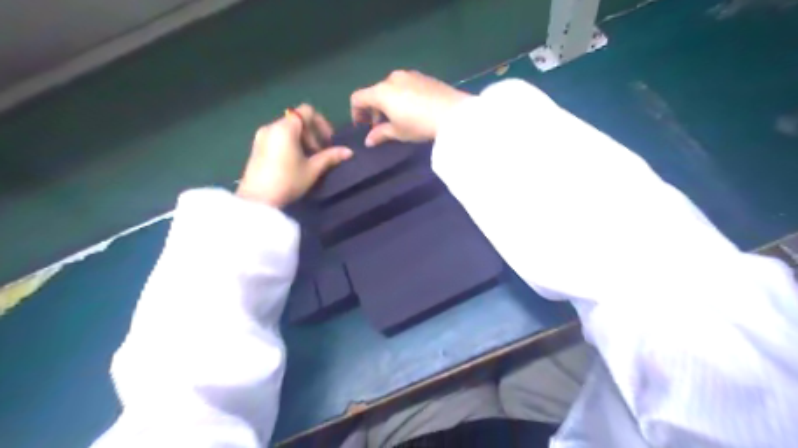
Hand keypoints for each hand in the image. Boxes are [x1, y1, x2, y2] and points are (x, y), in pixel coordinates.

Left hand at [235, 105, 350, 208]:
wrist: (258, 200)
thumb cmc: (288, 181)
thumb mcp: (312, 169)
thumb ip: (330, 156)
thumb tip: (348, 152)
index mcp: (285, 128)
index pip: (307, 111)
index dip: (322, 123)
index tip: (328, 141)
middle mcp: (271, 126)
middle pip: (297, 120)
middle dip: (312, 134)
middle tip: (320, 154)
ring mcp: (261, 136)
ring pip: (288, 129)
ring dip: (302, 140)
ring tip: (308, 160)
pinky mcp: (256, 147)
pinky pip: (278, 137)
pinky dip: (290, 144)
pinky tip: (294, 163)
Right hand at [350, 69, 472, 144]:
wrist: (453, 113)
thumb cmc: (419, 125)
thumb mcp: (398, 133)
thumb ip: (380, 134)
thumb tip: (368, 140)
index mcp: (381, 92)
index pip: (358, 98)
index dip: (356, 112)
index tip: (363, 126)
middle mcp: (392, 78)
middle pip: (374, 92)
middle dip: (374, 109)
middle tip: (381, 126)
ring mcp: (409, 75)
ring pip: (390, 88)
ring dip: (388, 102)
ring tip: (398, 118)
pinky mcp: (423, 76)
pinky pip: (405, 85)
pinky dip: (401, 96)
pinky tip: (413, 109)